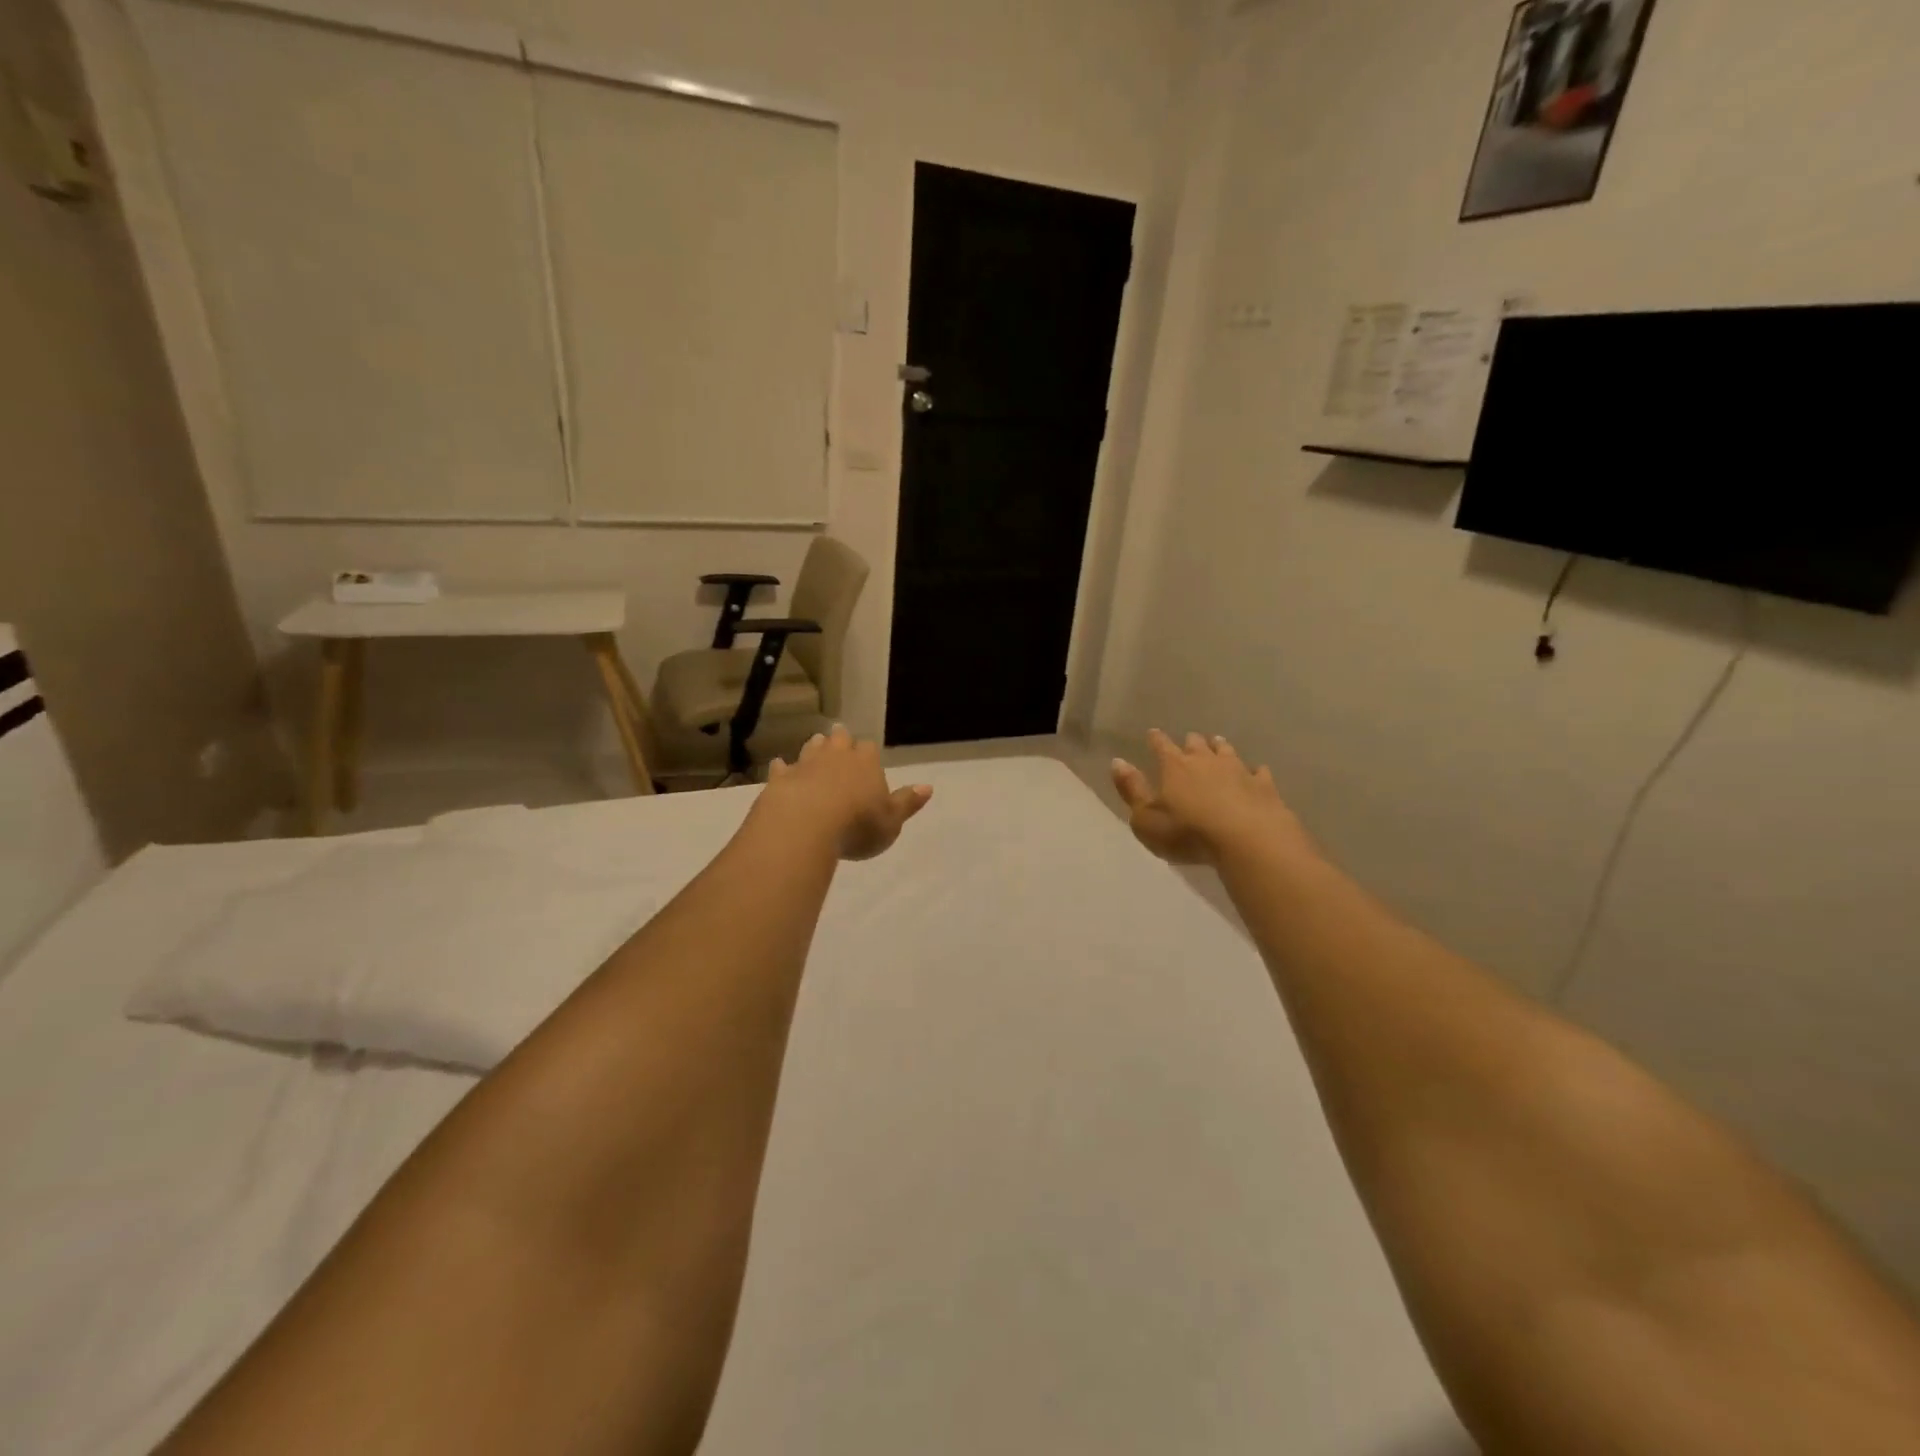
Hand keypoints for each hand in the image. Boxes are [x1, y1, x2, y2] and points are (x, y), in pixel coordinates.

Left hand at [763, 724, 932, 860]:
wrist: (805, 824)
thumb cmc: (857, 824)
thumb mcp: (891, 821)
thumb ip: (907, 803)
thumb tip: (928, 787)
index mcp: (866, 763)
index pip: (869, 748)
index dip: (868, 752)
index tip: (867, 757)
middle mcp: (836, 756)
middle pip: (839, 739)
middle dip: (840, 740)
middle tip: (839, 740)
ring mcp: (806, 764)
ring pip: (811, 748)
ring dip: (814, 748)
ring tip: (816, 748)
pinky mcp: (781, 778)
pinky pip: (782, 768)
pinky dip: (783, 768)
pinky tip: (780, 768)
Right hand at [1111, 730, 1310, 866]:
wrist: (1248, 840)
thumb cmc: (1188, 833)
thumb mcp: (1146, 819)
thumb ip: (1132, 790)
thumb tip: (1117, 761)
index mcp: (1174, 767)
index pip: (1162, 747)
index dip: (1156, 740)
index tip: (1153, 732)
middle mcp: (1206, 762)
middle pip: (1197, 745)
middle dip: (1191, 742)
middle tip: (1189, 740)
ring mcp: (1238, 771)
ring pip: (1227, 752)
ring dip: (1220, 747)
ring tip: (1218, 743)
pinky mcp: (1264, 787)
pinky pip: (1258, 773)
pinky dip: (1255, 771)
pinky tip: (1256, 771)